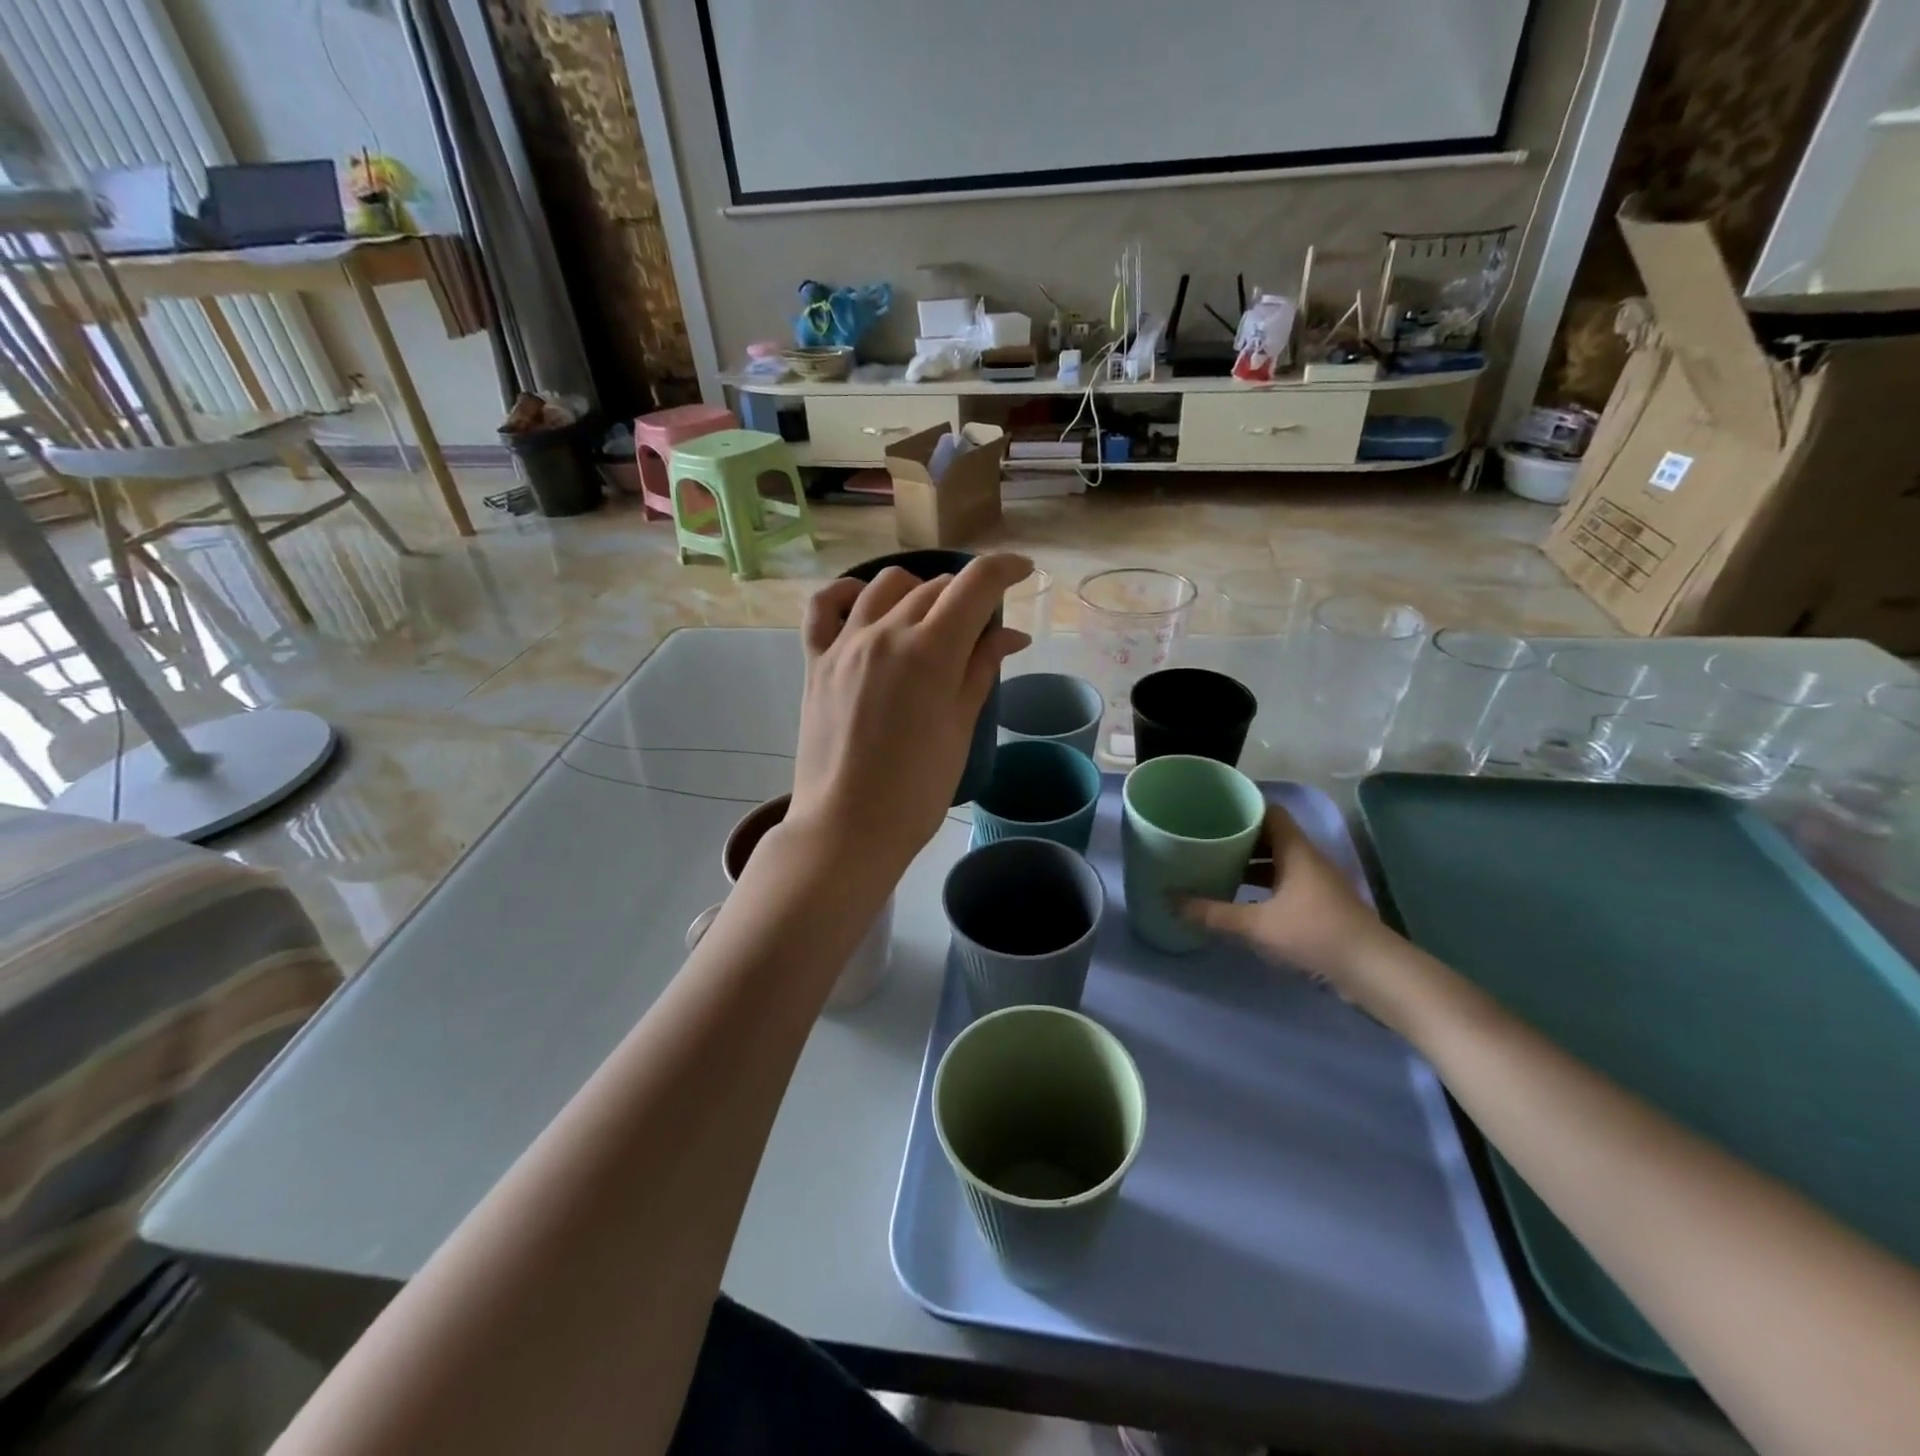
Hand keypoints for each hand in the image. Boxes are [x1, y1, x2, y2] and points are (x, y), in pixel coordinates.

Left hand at [788, 555, 1031, 881]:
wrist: (848, 827)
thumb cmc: (917, 789)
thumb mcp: (961, 728)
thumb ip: (982, 670)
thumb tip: (1010, 635)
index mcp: (931, 651)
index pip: (975, 584)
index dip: (1005, 568)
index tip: (1022, 571)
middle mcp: (886, 632)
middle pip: (935, 587)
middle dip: (967, 596)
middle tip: (981, 630)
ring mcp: (845, 643)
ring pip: (886, 586)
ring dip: (918, 591)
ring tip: (930, 620)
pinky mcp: (815, 661)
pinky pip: (824, 606)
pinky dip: (846, 593)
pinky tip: (863, 603)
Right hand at [1181, 804, 1393, 996]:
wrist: (1373, 970)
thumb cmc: (1314, 933)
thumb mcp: (1257, 925)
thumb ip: (1213, 913)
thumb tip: (1170, 900)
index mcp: (1295, 850)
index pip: (1269, 812)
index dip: (1243, 808)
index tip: (1212, 811)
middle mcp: (1307, 859)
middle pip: (1270, 836)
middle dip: (1238, 838)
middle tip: (1205, 840)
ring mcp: (1316, 883)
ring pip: (1277, 862)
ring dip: (1250, 864)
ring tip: (1216, 868)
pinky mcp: (1319, 905)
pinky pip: (1284, 883)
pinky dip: (1262, 886)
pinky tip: (1241, 900)